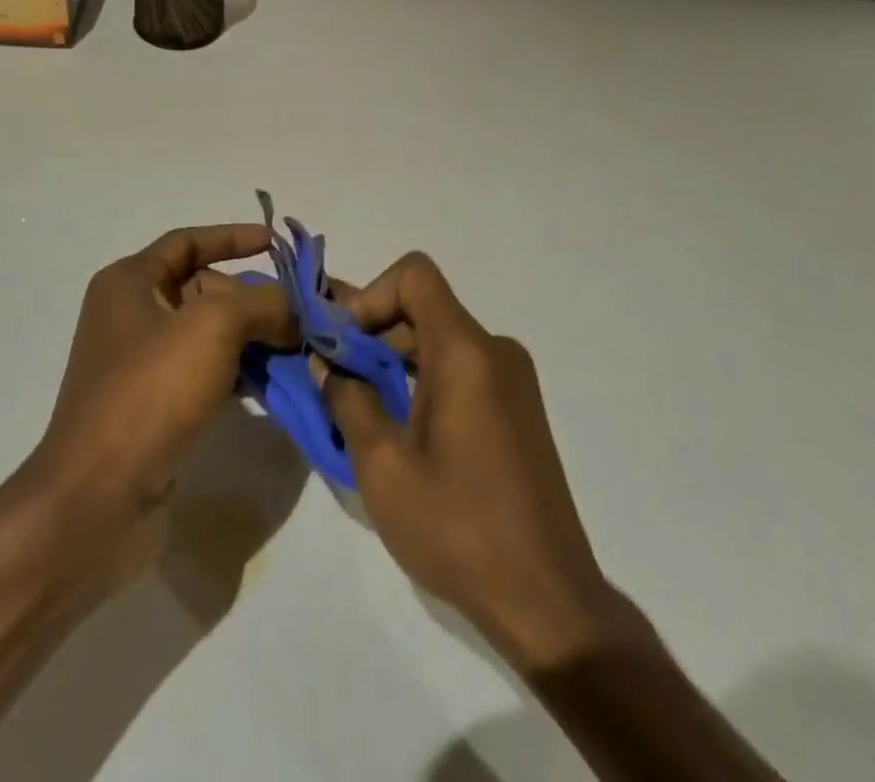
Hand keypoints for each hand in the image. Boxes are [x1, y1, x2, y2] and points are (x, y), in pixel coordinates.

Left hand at [21, 225, 296, 586]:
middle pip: (203, 289)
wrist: (97, 499)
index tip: (276, 244)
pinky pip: (205, 373)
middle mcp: (130, 315)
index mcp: (129, 282)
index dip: (232, 237)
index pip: (187, 242)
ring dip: (252, 337)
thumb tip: (297, 308)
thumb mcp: (213, 326)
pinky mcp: (154, 406)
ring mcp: (141, 364)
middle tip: (299, 313)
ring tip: (297, 348)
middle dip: (252, 297)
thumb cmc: (151, 390)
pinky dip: (238, 372)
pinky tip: (272, 384)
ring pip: (208, 334)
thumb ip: (263, 303)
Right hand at [323, 254, 647, 669]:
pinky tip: (401, 430)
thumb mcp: (383, 467)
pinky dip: (423, 380)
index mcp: (465, 351)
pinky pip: (461, 368)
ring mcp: (512, 379)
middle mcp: (494, 350)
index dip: (371, 295)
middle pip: (424, 307)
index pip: (415, 274)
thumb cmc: (459, 528)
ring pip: (440, 340)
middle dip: (373, 332)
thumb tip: (325, 362)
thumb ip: (346, 400)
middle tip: (334, 376)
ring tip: (359, 407)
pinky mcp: (518, 408)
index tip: (344, 343)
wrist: (549, 600)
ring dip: (395, 360)